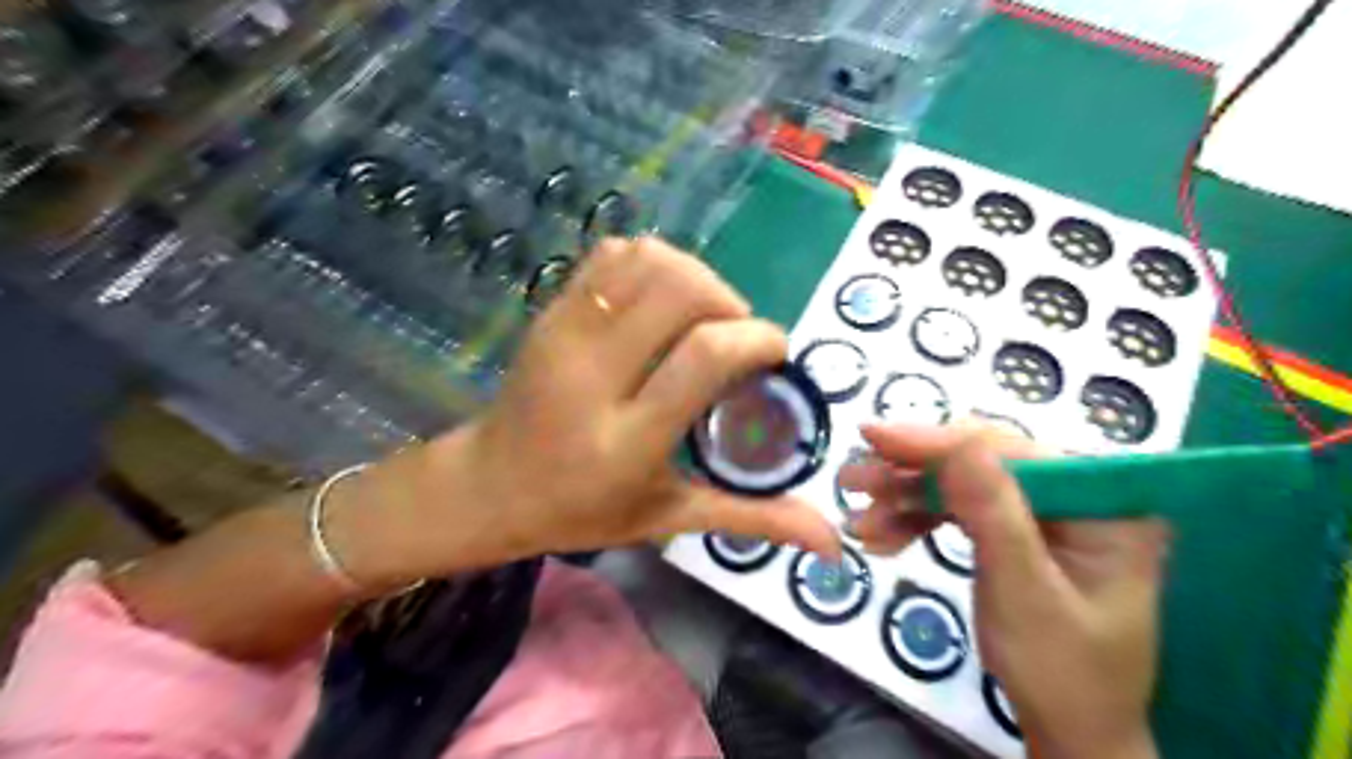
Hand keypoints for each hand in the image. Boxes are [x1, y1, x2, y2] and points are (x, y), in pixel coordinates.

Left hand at [332, 236, 840, 585]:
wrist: (489, 486)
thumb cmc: (583, 510)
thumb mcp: (668, 519)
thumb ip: (751, 519)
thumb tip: (831, 541)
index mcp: (628, 437)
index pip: (706, 354)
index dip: (757, 338)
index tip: (774, 353)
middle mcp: (594, 374)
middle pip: (680, 289)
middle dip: (729, 301)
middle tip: (734, 337)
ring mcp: (565, 333)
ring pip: (648, 260)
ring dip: (693, 277)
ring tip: (701, 318)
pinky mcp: (550, 311)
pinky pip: (613, 255)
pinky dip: (652, 264)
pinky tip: (660, 303)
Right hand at [841, 420, 1160, 757]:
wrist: (1069, 730)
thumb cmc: (1061, 672)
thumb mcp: (1023, 593)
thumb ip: (994, 514)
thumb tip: (959, 441)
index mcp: (1105, 503)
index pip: (1011, 451)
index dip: (938, 442)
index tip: (873, 437)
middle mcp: (1078, 494)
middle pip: (980, 461)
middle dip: (912, 473)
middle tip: (852, 479)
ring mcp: (1044, 511)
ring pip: (961, 482)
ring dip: (905, 498)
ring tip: (859, 520)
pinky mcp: (1016, 528)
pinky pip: (958, 509)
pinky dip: (916, 519)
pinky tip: (881, 535)